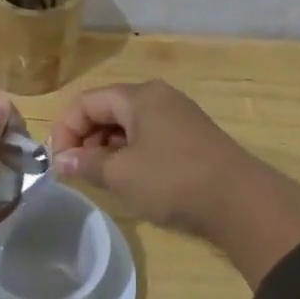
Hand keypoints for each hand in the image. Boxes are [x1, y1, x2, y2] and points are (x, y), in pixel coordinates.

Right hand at [49, 80, 299, 287]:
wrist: (241, 202)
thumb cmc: (172, 180)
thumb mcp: (121, 174)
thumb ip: (85, 164)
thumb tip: (61, 162)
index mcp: (139, 96)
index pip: (86, 102)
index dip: (64, 130)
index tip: (58, 163)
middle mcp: (159, 97)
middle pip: (107, 109)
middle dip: (85, 138)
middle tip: (76, 172)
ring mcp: (179, 116)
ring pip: (128, 125)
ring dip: (107, 148)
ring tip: (100, 178)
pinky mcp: (192, 138)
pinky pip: (149, 137)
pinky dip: (130, 153)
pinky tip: (130, 179)